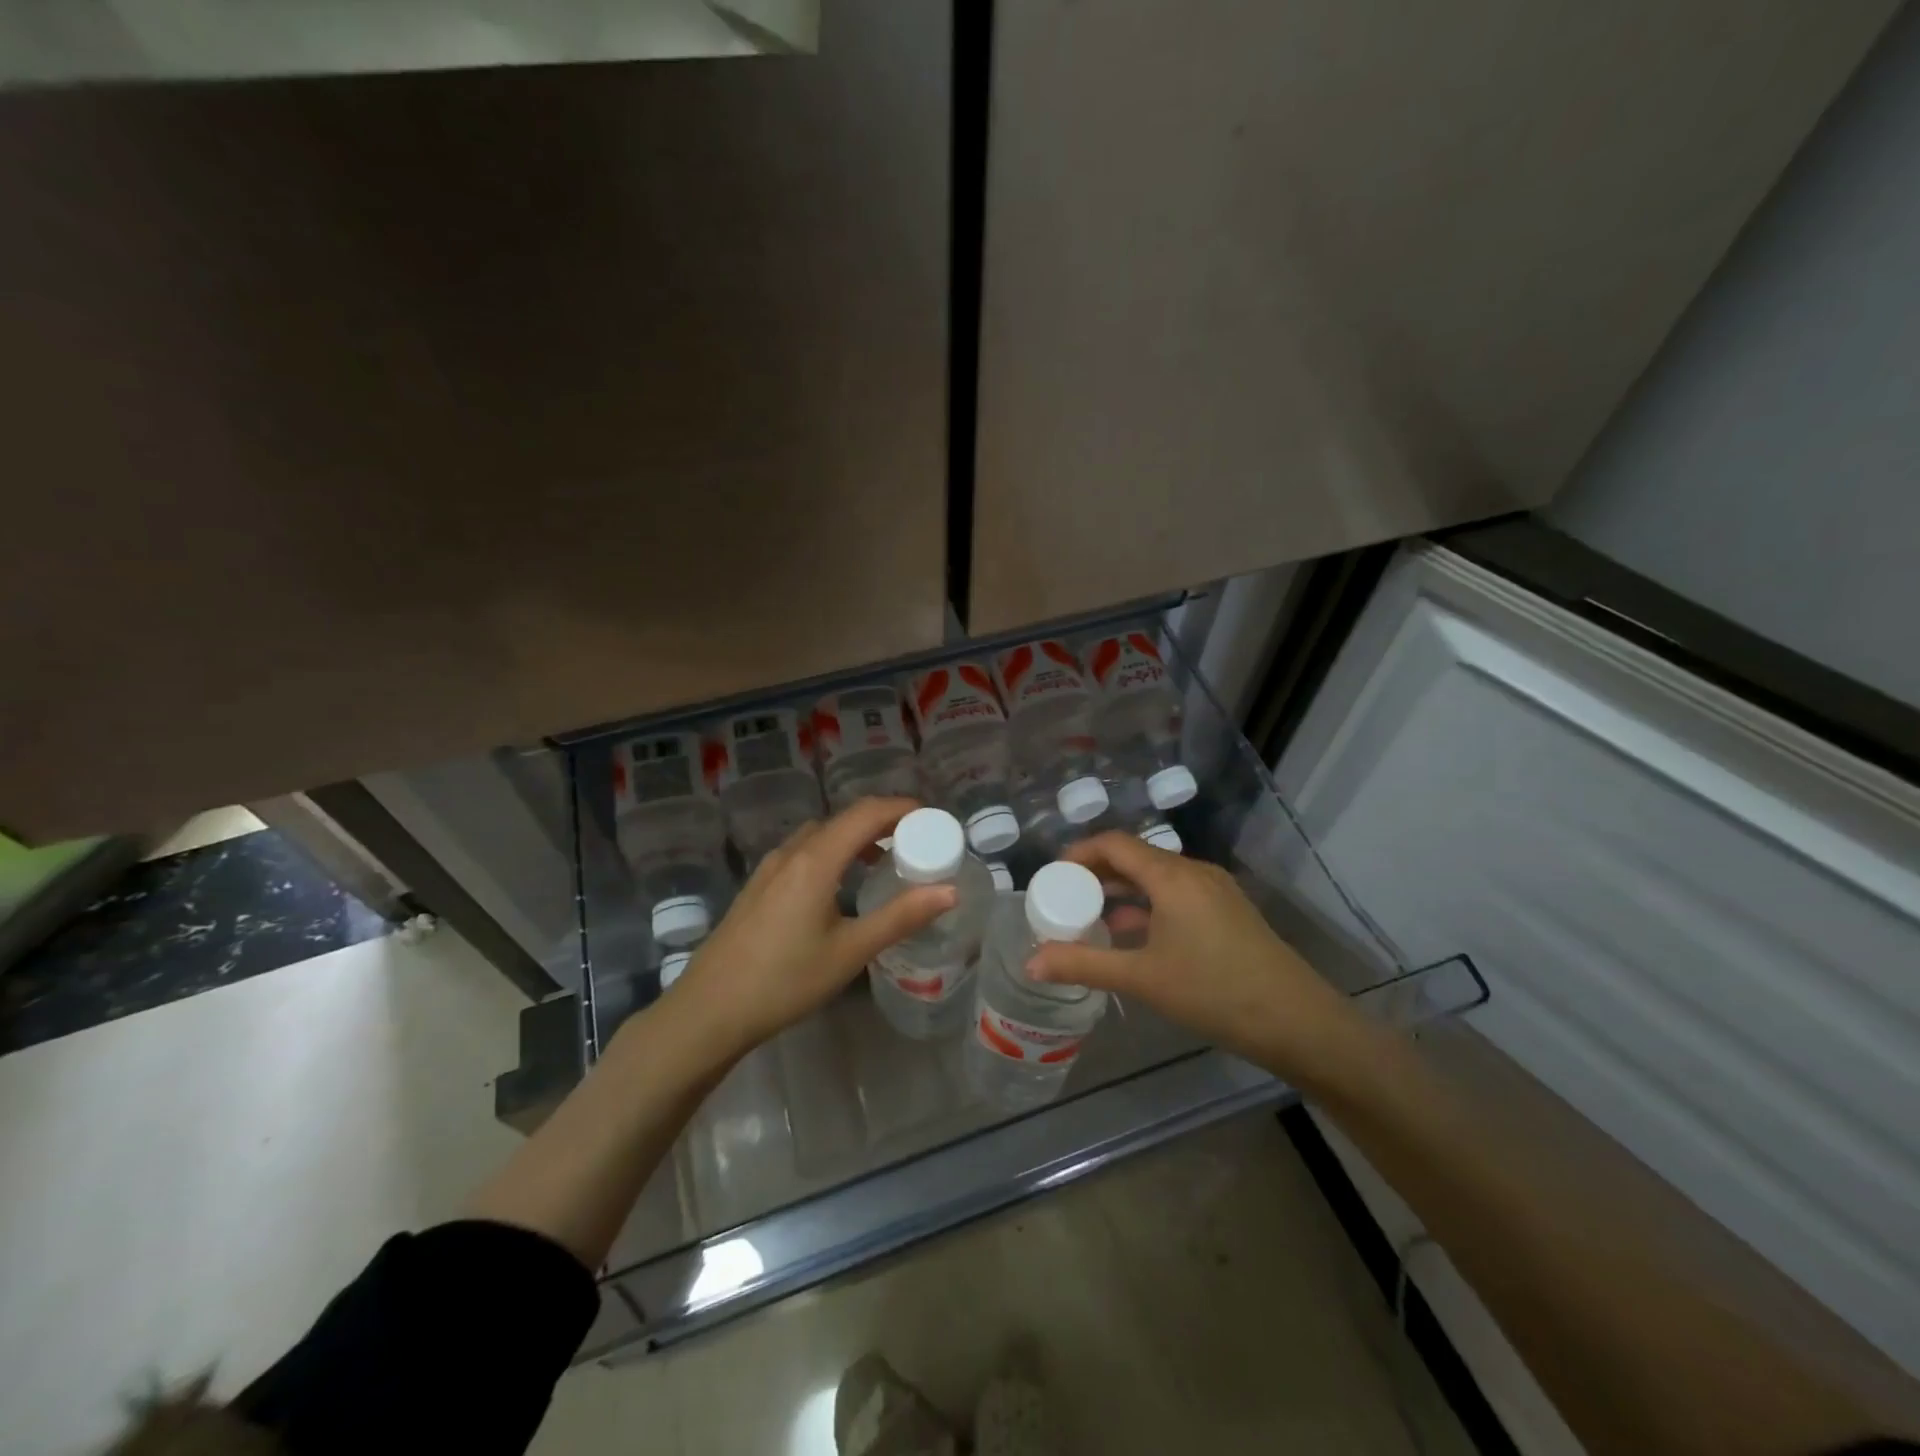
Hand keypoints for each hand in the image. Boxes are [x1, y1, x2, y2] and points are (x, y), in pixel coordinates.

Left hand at [665, 797, 954, 1062]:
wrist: (708, 1010)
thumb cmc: (785, 980)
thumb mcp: (850, 951)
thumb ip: (901, 917)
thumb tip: (949, 891)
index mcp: (816, 860)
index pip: (867, 813)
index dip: (903, 808)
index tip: (933, 819)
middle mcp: (792, 852)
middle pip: (844, 819)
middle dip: (883, 822)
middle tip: (917, 842)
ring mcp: (770, 868)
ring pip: (821, 835)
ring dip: (856, 837)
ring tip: (884, 861)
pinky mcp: (759, 886)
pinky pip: (804, 851)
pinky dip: (833, 852)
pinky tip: (841, 885)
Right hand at [1026, 832, 1375, 1092]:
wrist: (1297, 1022)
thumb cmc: (1214, 992)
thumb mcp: (1142, 978)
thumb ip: (1084, 964)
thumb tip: (1030, 964)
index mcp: (1172, 876)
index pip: (1114, 843)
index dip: (1079, 853)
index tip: (1052, 876)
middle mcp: (1194, 872)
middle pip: (1135, 857)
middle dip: (1097, 874)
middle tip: (1065, 899)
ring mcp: (1215, 891)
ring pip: (1157, 878)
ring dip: (1122, 892)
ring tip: (1091, 918)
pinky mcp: (1228, 911)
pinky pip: (1176, 895)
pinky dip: (1147, 906)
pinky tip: (1133, 936)